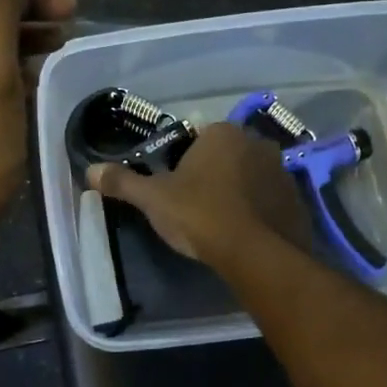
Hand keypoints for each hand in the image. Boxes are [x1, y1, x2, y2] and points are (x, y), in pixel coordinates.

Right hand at [87, 121, 309, 267]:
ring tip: (221, 222)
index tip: (175, 188)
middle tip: (195, 206)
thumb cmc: (200, 215)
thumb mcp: (154, 199)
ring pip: (250, 176)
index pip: (197, 138)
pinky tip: (245, 233)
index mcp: (222, 133)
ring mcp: (282, 170)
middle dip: (213, 174)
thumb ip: (123, 182)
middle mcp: (257, 142)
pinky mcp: (297, 199)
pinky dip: (258, 210)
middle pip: (226, 155)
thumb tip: (89, 170)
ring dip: (238, 191)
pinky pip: (270, 199)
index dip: (183, 162)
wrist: (255, 253)